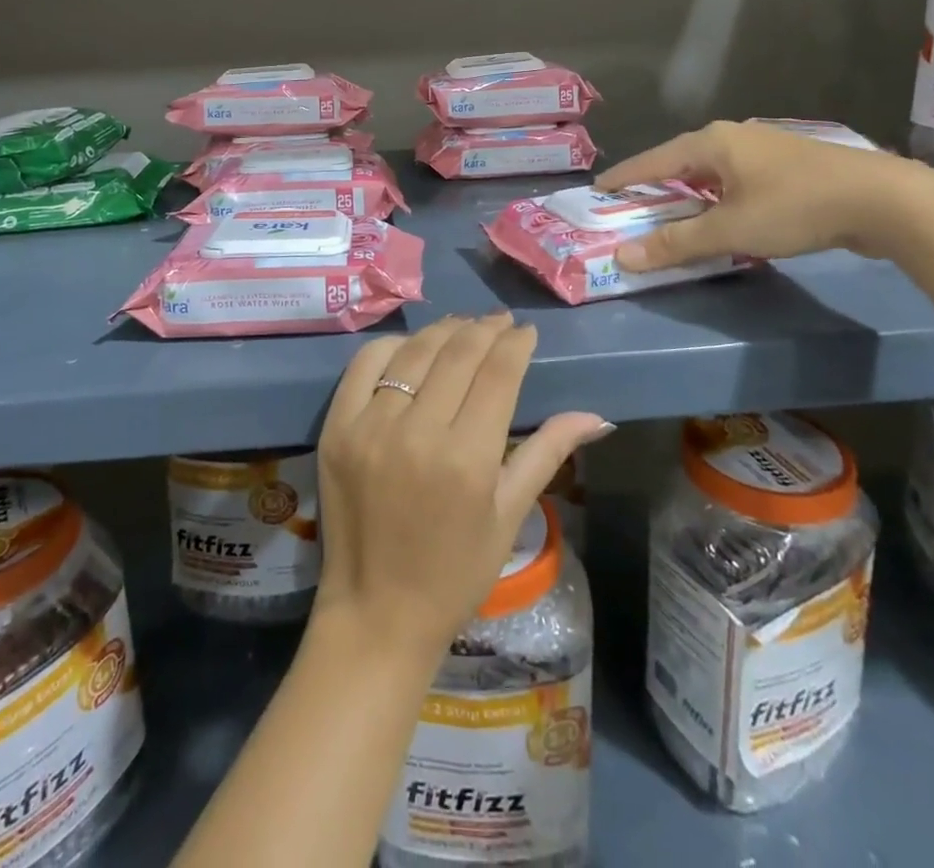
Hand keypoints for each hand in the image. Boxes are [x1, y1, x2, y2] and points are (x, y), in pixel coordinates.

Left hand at [314, 315, 610, 658]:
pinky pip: (364, 365)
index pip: (498, 374)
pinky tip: (411, 347)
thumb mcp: (509, 516)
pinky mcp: (337, 427)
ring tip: (463, 325)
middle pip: (457, 354)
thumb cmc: (454, 573)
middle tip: (499, 321)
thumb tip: (596, 415)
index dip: (515, 344)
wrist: (377, 612)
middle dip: (484, 329)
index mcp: (468, 459)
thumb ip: (547, 454)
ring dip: (443, 331)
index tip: (525, 331)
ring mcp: (371, 427)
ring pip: (413, 353)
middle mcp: (418, 432)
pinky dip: (391, 347)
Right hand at [596, 120, 928, 269]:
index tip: (597, 190)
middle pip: (680, 161)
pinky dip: (717, 196)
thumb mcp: (729, 231)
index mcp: (712, 142)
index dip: (624, 177)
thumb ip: (675, 243)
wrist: (885, 200)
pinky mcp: (790, 166)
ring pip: (711, 170)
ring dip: (688, 192)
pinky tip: (721, 212)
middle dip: (655, 184)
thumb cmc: (795, 207)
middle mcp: (734, 136)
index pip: (652, 160)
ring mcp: (765, 149)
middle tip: (631, 205)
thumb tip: (623, 257)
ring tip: (671, 211)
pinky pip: (736, 179)